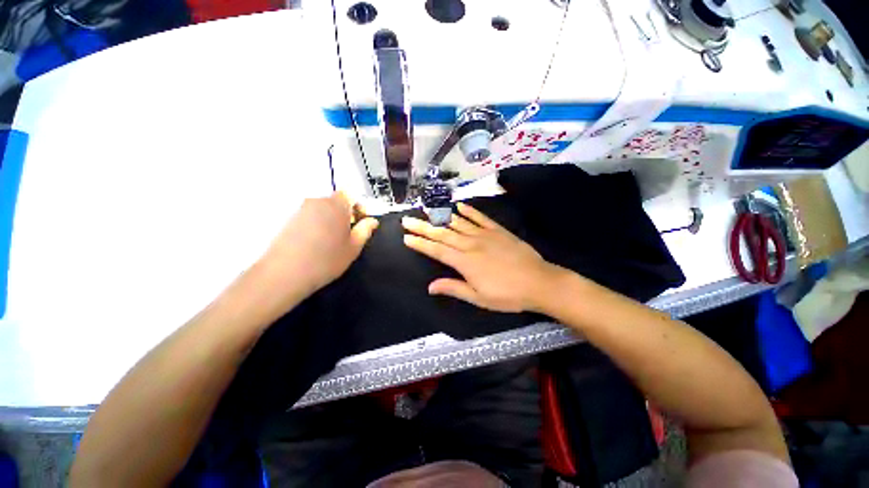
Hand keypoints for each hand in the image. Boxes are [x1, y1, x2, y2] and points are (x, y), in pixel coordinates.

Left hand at [261, 192, 377, 295]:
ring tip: (331, 240)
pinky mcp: (287, 220)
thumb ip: (365, 230)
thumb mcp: (353, 247)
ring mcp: (299, 210)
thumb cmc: (327, 259)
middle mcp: (316, 202)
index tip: (360, 222)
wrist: (285, 272)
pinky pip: (308, 217)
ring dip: (329, 219)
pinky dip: (316, 224)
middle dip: (344, 213)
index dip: (357, 206)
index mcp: (336, 205)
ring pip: (321, 209)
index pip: (349, 195)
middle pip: (334, 201)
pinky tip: (315, 242)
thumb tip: (372, 221)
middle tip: (348, 233)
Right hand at [402, 202, 561, 312]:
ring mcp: (485, 235)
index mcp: (465, 262)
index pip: (437, 250)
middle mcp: (471, 244)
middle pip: (442, 233)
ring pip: (458, 223)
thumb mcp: (479, 298)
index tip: (406, 237)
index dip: (420, 244)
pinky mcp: (498, 230)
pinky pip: (480, 218)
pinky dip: (469, 211)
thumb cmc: (508, 295)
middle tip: (408, 220)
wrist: (539, 282)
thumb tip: (431, 286)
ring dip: (441, 217)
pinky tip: (459, 205)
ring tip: (427, 211)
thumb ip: (454, 288)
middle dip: (423, 227)